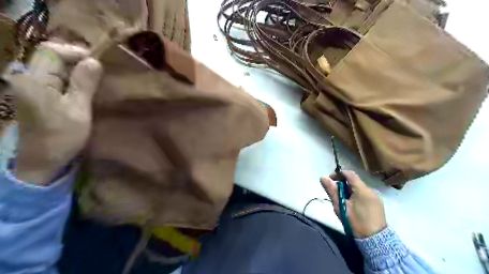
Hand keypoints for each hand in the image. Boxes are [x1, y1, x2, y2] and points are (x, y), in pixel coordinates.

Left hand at [2, 41, 102, 186]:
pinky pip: (54, 77)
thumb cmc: (62, 136)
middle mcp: (26, 77)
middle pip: (51, 56)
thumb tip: (93, 61)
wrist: (43, 159)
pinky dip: (71, 78)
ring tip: (96, 79)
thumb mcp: (78, 110)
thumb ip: (83, 84)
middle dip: (77, 60)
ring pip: (53, 66)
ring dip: (75, 69)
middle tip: (100, 71)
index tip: (98, 63)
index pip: (52, 51)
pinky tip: (84, 87)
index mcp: (34, 80)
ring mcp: (29, 85)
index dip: (76, 52)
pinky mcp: (36, 94)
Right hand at [322, 171, 385, 238]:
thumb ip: (332, 191)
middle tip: (335, 195)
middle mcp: (371, 190)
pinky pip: (364, 194)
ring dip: (349, 190)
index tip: (330, 180)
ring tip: (343, 202)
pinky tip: (353, 206)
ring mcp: (376, 196)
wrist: (375, 241)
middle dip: (343, 184)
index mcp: (362, 189)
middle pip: (354, 181)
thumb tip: (323, 177)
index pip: (349, 174)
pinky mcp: (378, 203)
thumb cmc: (355, 222)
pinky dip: (356, 195)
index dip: (338, 174)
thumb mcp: (340, 206)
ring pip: (359, 188)